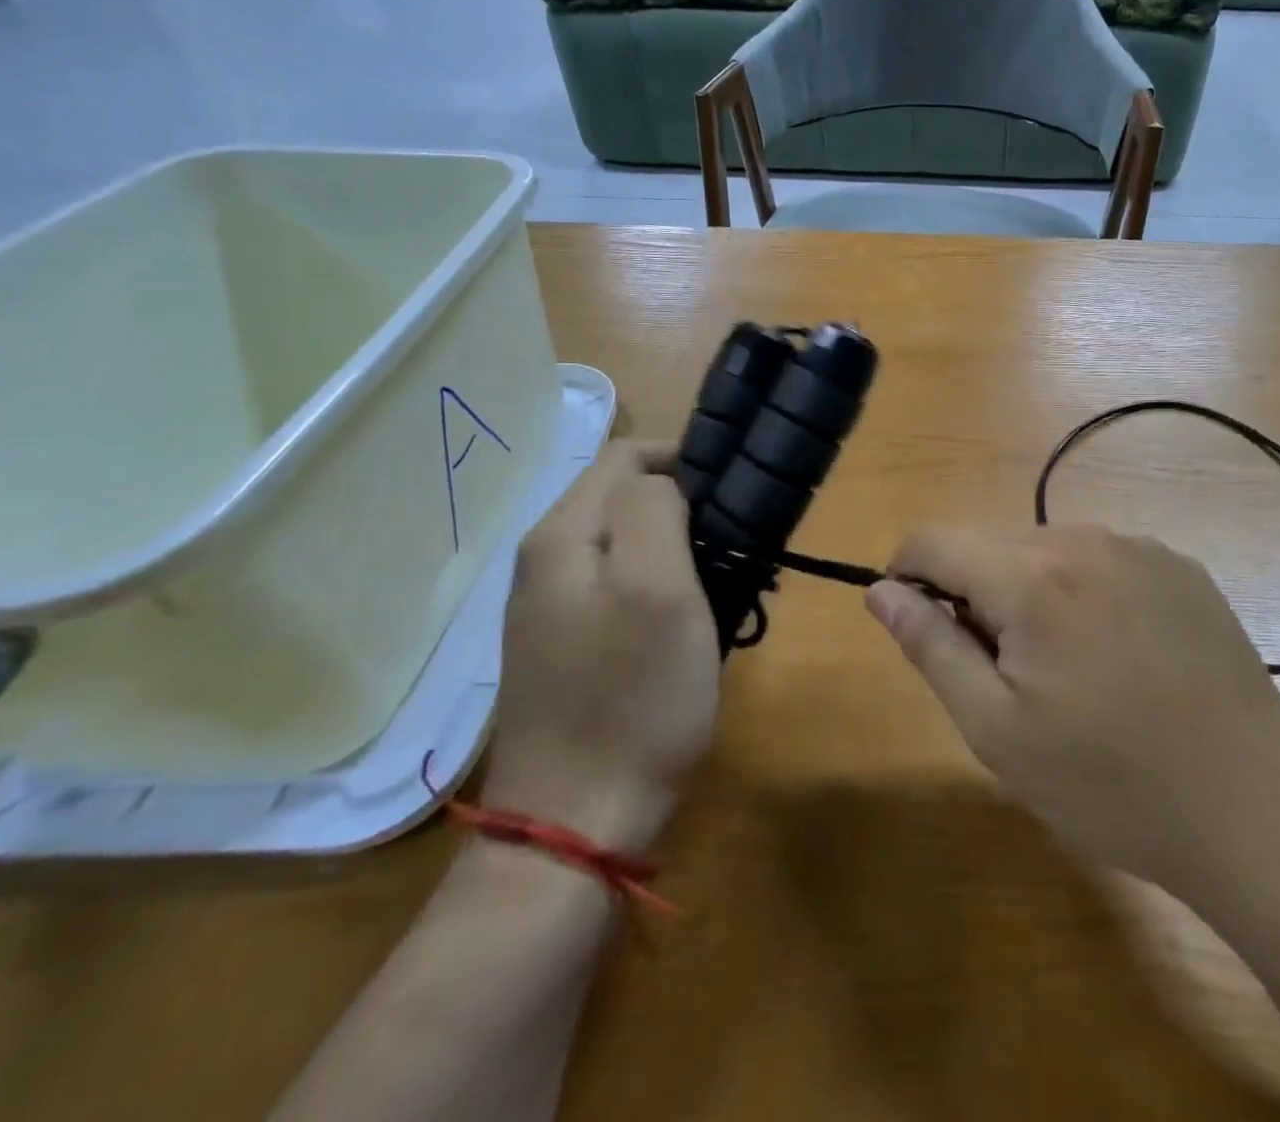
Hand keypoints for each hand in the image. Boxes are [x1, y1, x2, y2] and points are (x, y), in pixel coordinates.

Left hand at [484, 442, 718, 841]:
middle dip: (682, 507)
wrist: (577, 824)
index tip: (734, 491)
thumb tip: (663, 481)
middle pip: (620, 499)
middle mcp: (543, 562)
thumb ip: (654, 509)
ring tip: (722, 580)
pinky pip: (618, 589)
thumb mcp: (658, 586)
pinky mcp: (566, 648)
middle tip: (735, 543)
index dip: (682, 459)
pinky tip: (687, 622)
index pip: (624, 456)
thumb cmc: (631, 697)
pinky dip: (659, 589)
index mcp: (560, 536)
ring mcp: (549, 609)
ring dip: (676, 550)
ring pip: (623, 545)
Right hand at [865, 525, 1279, 896]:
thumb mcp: (997, 729)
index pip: (933, 541)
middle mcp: (1082, 539)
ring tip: (1065, 671)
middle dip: (974, 594)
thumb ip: (931, 646)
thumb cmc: (1110, 783)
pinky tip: (1119, 657)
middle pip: (991, 545)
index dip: (906, 575)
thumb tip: (881, 590)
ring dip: (1029, 592)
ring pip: (1045, 550)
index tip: (917, 626)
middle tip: (1003, 675)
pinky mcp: (1180, 566)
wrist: (1258, 810)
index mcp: (1030, 577)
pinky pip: (1101, 561)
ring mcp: (1139, 547)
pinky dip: (1082, 593)